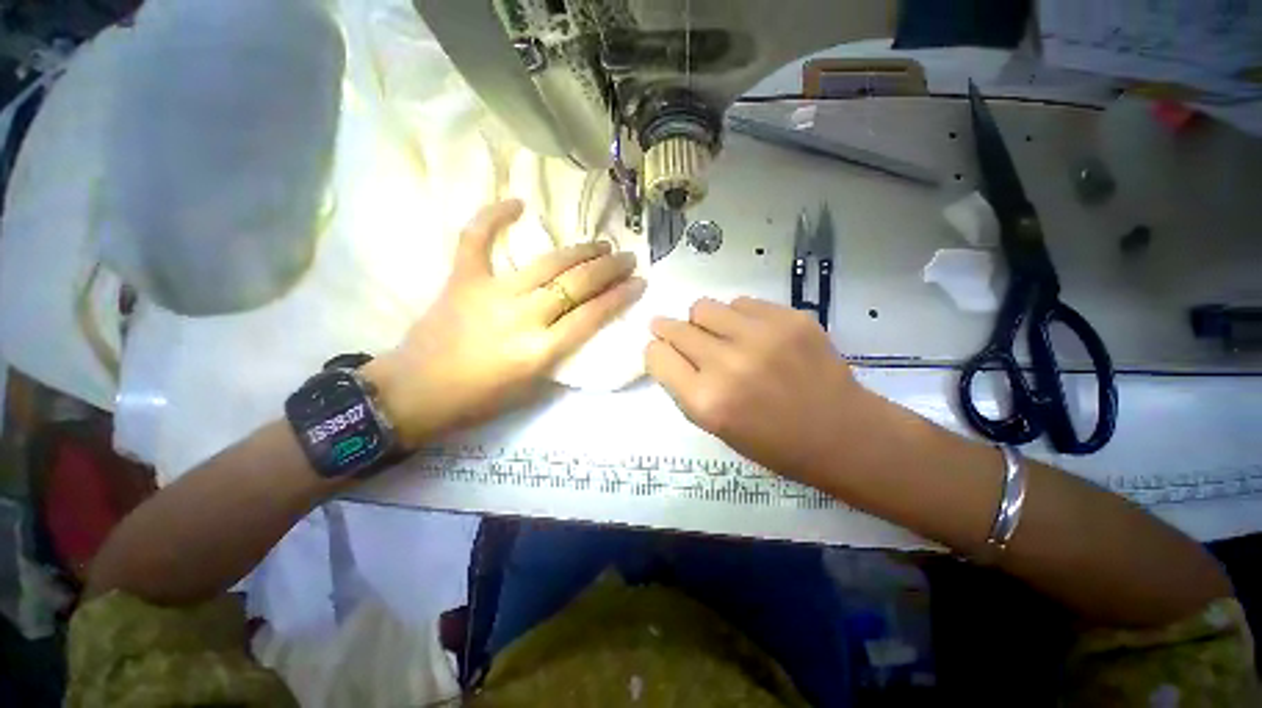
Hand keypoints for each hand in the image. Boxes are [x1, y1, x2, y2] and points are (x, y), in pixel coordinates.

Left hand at [368, 199, 645, 447]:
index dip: (620, 296)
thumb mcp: (532, 387)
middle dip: (608, 268)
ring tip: (600, 244)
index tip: (639, 282)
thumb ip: (559, 354)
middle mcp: (522, 317)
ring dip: (579, 250)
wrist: (414, 393)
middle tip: (626, 258)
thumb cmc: (478, 399)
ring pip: (546, 262)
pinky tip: (517, 203)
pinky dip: (493, 217)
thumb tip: (580, 324)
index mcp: (539, 351)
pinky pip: (477, 240)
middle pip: (576, 284)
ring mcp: (490, 293)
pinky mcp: (462, 279)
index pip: (592, 315)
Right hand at [645, 297, 873, 488]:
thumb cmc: (772, 442)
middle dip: (670, 331)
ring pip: (704, 307)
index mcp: (706, 401)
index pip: (656, 356)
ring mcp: (761, 337)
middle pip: (676, 328)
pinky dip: (738, 317)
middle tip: (678, 333)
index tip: (663, 353)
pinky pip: (741, 303)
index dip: (656, 353)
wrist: (842, 434)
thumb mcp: (714, 426)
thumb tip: (666, 350)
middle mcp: (727, 364)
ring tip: (721, 335)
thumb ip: (685, 387)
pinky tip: (754, 335)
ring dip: (704, 321)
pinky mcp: (789, 318)